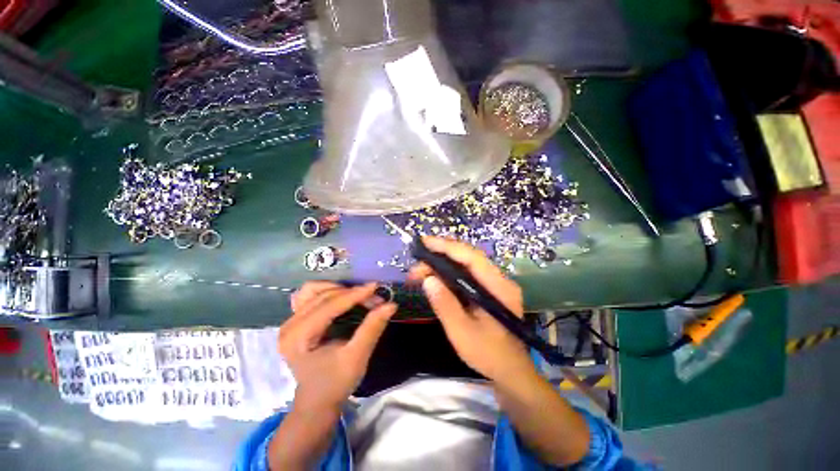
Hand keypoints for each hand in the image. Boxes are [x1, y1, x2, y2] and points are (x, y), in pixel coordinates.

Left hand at [279, 282, 395, 409]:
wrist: (317, 401)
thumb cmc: (335, 383)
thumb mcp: (356, 358)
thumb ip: (372, 328)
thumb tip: (391, 304)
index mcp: (298, 337)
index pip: (329, 306)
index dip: (355, 294)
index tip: (376, 287)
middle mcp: (290, 325)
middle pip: (324, 296)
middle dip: (352, 294)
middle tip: (375, 299)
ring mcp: (290, 321)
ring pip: (314, 290)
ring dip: (338, 289)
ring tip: (358, 296)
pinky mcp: (295, 320)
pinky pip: (309, 295)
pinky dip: (326, 291)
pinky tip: (339, 296)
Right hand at [408, 237, 535, 383]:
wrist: (511, 371)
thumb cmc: (489, 355)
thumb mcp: (462, 333)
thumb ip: (445, 305)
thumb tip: (428, 279)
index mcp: (498, 288)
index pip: (472, 258)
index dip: (448, 247)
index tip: (425, 243)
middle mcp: (499, 280)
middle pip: (468, 257)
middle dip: (440, 256)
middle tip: (416, 265)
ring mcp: (494, 284)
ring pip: (465, 264)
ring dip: (442, 264)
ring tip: (420, 272)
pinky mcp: (488, 289)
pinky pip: (466, 274)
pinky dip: (448, 273)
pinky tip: (435, 278)